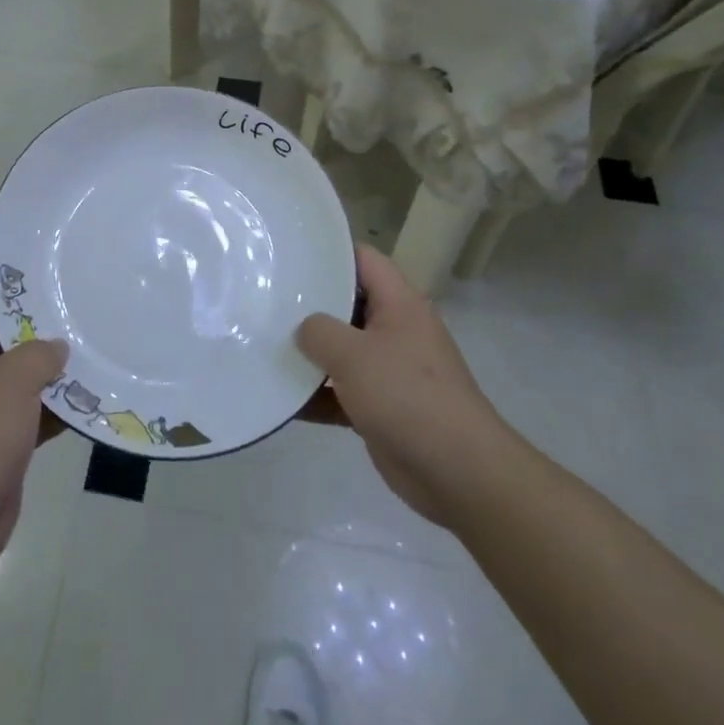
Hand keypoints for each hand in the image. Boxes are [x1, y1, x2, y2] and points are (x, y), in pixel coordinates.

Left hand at [0, 252, 67, 575]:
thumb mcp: (7, 385)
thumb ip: (37, 355)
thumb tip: (58, 346)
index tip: (27, 239)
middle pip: (4, 325)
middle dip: (37, 307)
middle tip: (76, 281)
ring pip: (24, 366)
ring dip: (54, 356)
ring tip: (95, 327)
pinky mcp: (5, 434)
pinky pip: (36, 404)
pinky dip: (60, 398)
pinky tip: (95, 386)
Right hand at [295, 244, 509, 526]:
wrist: (458, 473)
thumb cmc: (407, 396)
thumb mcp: (354, 354)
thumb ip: (319, 331)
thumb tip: (304, 329)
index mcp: (400, 304)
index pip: (364, 259)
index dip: (329, 252)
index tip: (290, 254)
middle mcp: (397, 330)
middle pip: (348, 304)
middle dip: (310, 305)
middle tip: (267, 299)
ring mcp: (391, 370)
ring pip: (343, 350)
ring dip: (310, 354)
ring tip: (265, 344)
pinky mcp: (383, 408)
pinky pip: (343, 392)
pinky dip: (318, 395)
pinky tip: (283, 400)